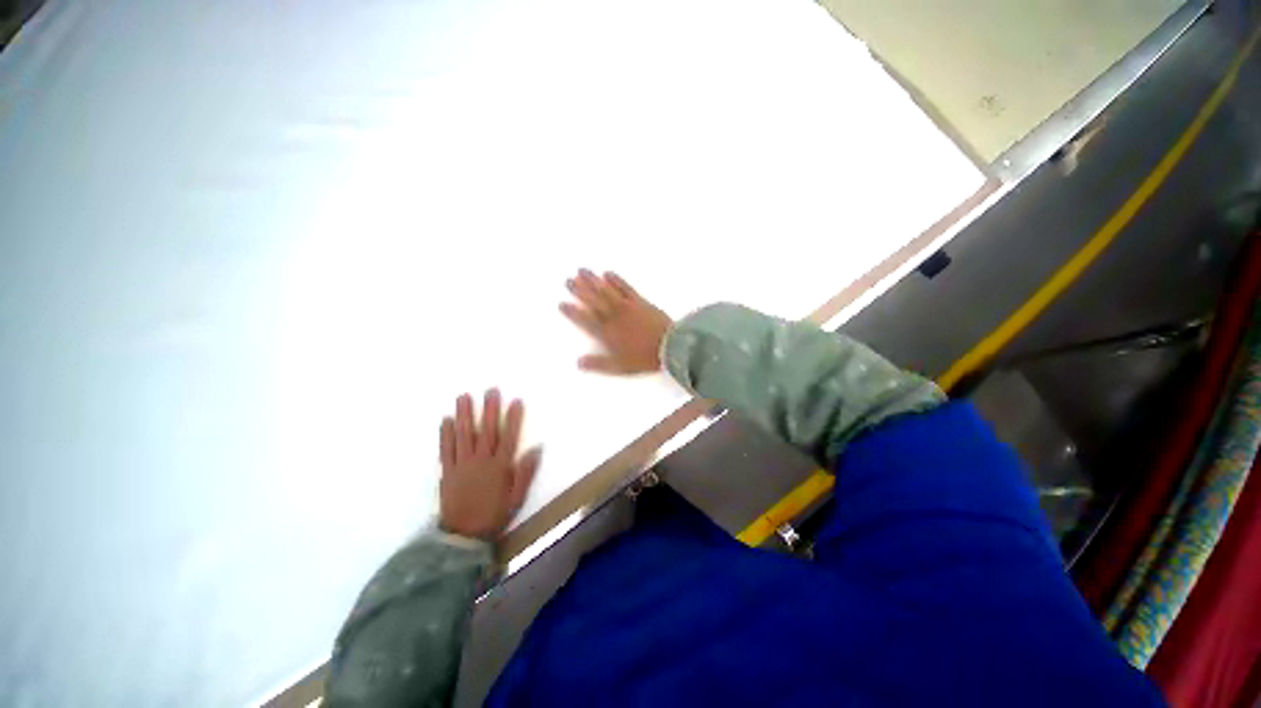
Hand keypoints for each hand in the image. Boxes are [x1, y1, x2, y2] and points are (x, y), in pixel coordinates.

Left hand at [439, 389, 541, 540]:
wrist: (463, 536)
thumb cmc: (494, 514)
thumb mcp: (517, 497)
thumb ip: (525, 472)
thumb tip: (536, 448)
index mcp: (500, 467)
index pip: (508, 437)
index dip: (513, 418)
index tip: (515, 401)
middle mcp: (481, 461)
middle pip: (486, 431)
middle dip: (489, 409)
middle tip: (490, 390)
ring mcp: (462, 465)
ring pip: (463, 435)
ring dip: (464, 415)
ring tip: (463, 397)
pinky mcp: (447, 471)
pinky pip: (446, 450)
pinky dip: (445, 434)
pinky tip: (445, 420)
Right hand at [559, 269, 672, 374]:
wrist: (669, 346)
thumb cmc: (643, 358)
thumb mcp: (620, 367)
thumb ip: (599, 364)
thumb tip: (578, 363)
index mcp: (607, 333)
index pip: (585, 320)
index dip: (573, 312)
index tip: (562, 303)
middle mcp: (613, 316)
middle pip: (593, 301)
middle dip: (579, 290)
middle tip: (568, 280)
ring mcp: (626, 306)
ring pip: (606, 291)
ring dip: (593, 280)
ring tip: (582, 270)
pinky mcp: (639, 301)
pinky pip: (625, 287)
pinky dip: (615, 280)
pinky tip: (607, 273)